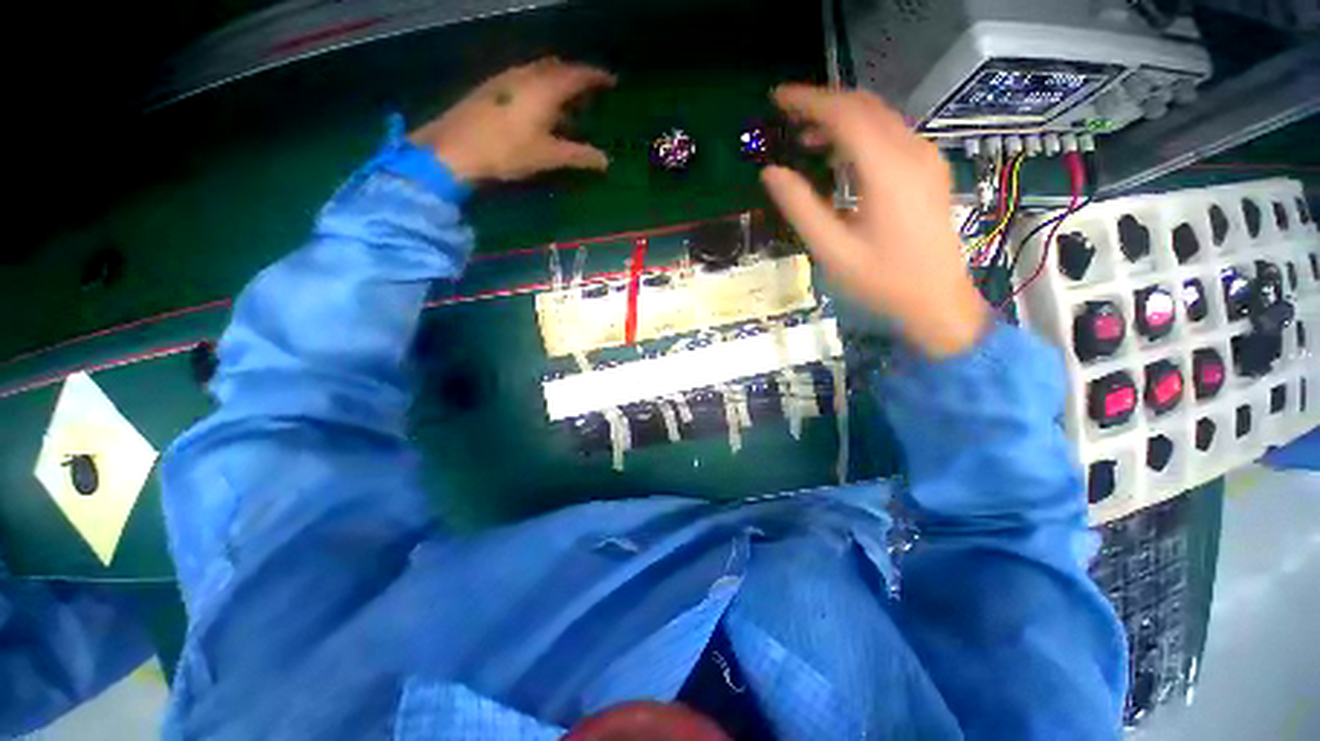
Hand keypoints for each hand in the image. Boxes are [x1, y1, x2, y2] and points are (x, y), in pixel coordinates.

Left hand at [410, 58, 615, 183]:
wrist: (456, 147)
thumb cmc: (508, 151)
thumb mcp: (548, 156)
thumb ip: (579, 156)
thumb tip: (605, 161)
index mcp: (545, 88)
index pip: (578, 75)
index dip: (596, 76)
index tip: (611, 81)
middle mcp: (527, 75)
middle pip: (557, 67)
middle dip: (575, 76)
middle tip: (588, 91)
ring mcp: (506, 78)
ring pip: (538, 71)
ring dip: (555, 81)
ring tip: (564, 102)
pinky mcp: (491, 87)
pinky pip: (523, 78)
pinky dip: (538, 86)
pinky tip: (536, 106)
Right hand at [760, 85, 988, 357]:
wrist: (936, 300)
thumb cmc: (881, 281)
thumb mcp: (831, 250)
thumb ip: (800, 208)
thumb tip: (770, 173)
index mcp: (887, 170)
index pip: (844, 114)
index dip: (808, 100)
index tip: (776, 99)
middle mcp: (911, 152)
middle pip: (864, 107)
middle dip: (822, 103)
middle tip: (785, 115)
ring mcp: (924, 158)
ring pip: (878, 117)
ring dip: (840, 118)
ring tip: (804, 137)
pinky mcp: (927, 169)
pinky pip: (890, 134)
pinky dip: (859, 133)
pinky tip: (838, 154)